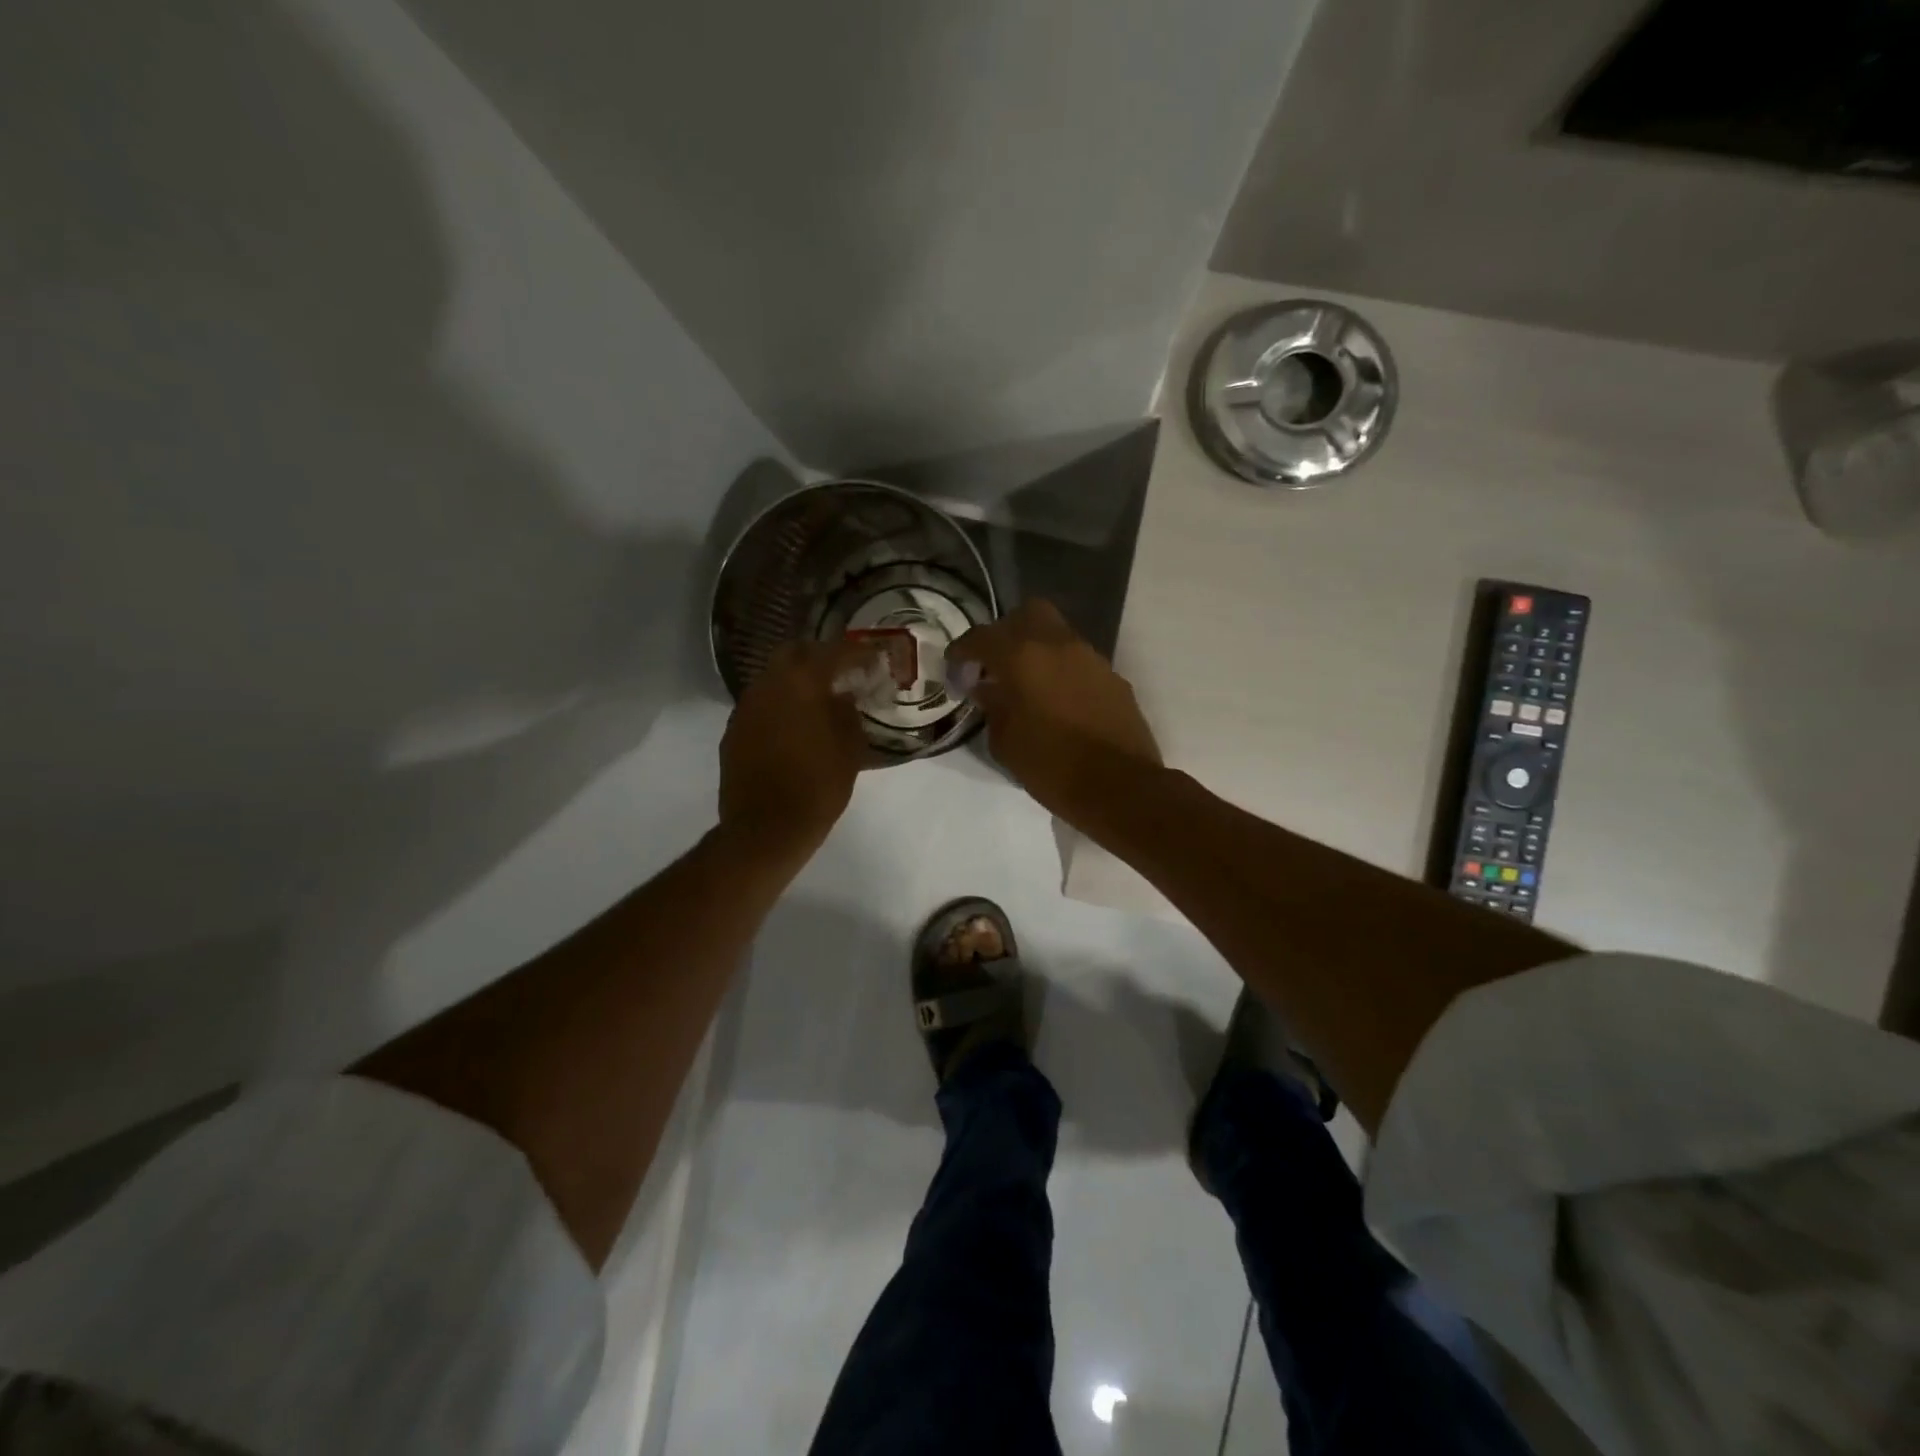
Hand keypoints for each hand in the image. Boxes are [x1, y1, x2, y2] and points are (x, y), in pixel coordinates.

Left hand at [719, 640, 874, 861]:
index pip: (833, 652)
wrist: (765, 829)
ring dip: (795, 681)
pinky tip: (793, 726)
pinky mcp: (733, 730)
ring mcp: (745, 707)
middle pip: (793, 653)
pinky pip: (760, 704)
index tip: (872, 660)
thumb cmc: (818, 787)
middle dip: (818, 657)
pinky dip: (779, 706)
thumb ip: (848, 713)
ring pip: (772, 678)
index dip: (856, 653)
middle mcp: (768, 685)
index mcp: (801, 683)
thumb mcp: (850, 749)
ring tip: (817, 700)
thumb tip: (844, 696)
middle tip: (840, 672)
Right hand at [949, 599, 1162, 819]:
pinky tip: (1057, 702)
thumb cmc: (1052, 767)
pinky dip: (1061, 671)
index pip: (982, 637)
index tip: (954, 667)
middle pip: (1027, 614)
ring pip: (1057, 635)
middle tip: (995, 664)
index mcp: (1023, 657)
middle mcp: (1058, 645)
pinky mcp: (1113, 677)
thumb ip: (992, 707)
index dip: (962, 650)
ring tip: (1026, 686)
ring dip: (1037, 651)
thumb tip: (987, 688)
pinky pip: (1078, 661)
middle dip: (1006, 632)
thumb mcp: (1005, 743)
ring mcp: (1091, 658)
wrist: (1120, 788)